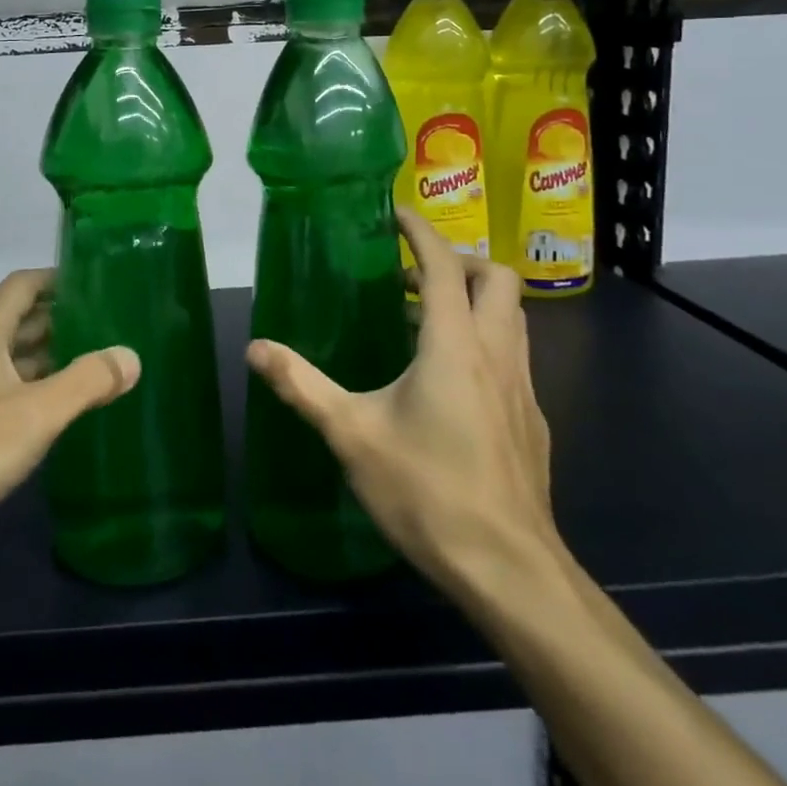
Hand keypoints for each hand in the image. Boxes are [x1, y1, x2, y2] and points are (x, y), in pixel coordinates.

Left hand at [0, 270, 140, 553]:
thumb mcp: (34, 413)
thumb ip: (86, 382)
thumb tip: (131, 356)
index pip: (25, 284)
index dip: (59, 278)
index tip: (98, 282)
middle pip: (19, 318)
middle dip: (60, 319)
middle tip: (108, 326)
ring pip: (8, 356)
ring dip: (46, 356)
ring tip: (91, 364)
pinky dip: (28, 386)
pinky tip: (52, 409)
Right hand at [245, 208, 558, 596]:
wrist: (511, 572)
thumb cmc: (428, 492)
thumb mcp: (351, 434)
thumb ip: (301, 385)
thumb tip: (255, 348)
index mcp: (453, 345)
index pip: (444, 266)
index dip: (421, 231)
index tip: (395, 213)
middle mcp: (496, 354)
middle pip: (496, 280)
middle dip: (457, 261)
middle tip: (409, 273)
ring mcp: (522, 389)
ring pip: (511, 318)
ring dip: (472, 300)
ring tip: (419, 319)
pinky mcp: (531, 421)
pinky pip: (511, 356)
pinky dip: (482, 342)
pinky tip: (446, 382)